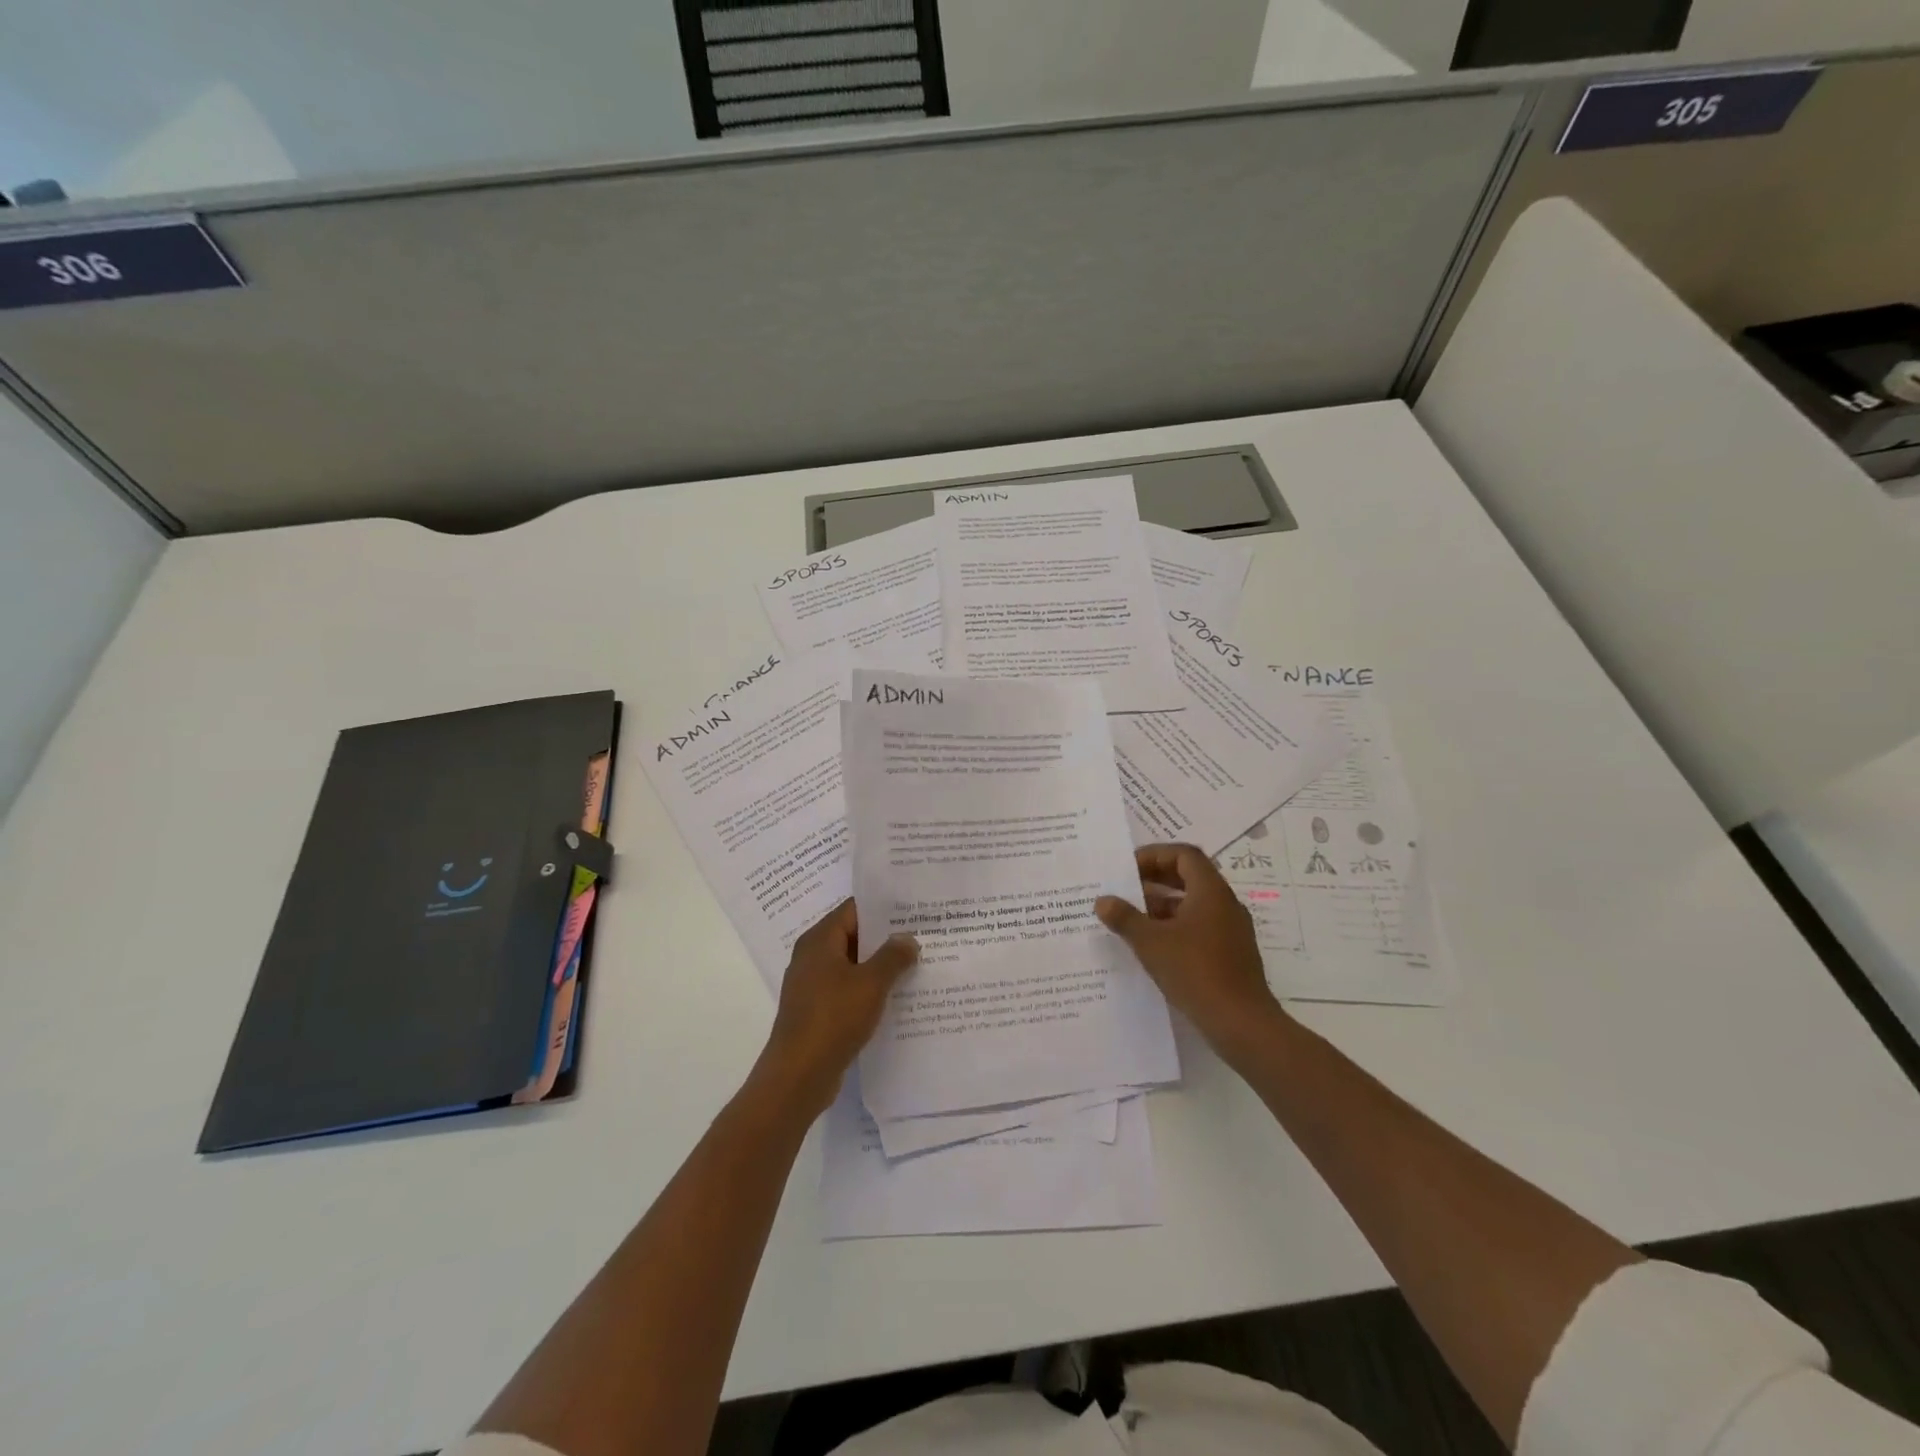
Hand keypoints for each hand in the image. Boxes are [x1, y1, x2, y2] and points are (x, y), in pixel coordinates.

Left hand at [757, 899, 917, 1116]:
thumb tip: (906, 938)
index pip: (854, 910)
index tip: (913, 910)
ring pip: (852, 966)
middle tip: (922, 937)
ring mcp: (812, 986)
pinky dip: (869, 991)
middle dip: (886, 938)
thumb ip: (892, 956)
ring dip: (879, 967)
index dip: (883, 908)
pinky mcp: (817, 1012)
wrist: (798, 1076)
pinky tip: (896, 999)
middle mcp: (812, 958)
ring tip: (916, 966)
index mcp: (819, 941)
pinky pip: (847, 991)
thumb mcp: (871, 983)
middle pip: (853, 937)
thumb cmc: (833, 1018)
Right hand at [1095, 844, 1288, 1059]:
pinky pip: (1199, 928)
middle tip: (1125, 888)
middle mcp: (1225, 904)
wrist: (1241, 1023)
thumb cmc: (1195, 972)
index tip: (1128, 868)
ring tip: (1131, 919)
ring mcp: (1231, 930)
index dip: (1155, 855)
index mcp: (1210, 891)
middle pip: (1189, 877)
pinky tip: (1152, 947)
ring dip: (1162, 906)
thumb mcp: (1150, 943)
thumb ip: (1125, 918)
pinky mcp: (1231, 954)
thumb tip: (1103, 900)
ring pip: (1193, 904)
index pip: (1184, 855)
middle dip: (1155, 879)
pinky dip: (1175, 928)